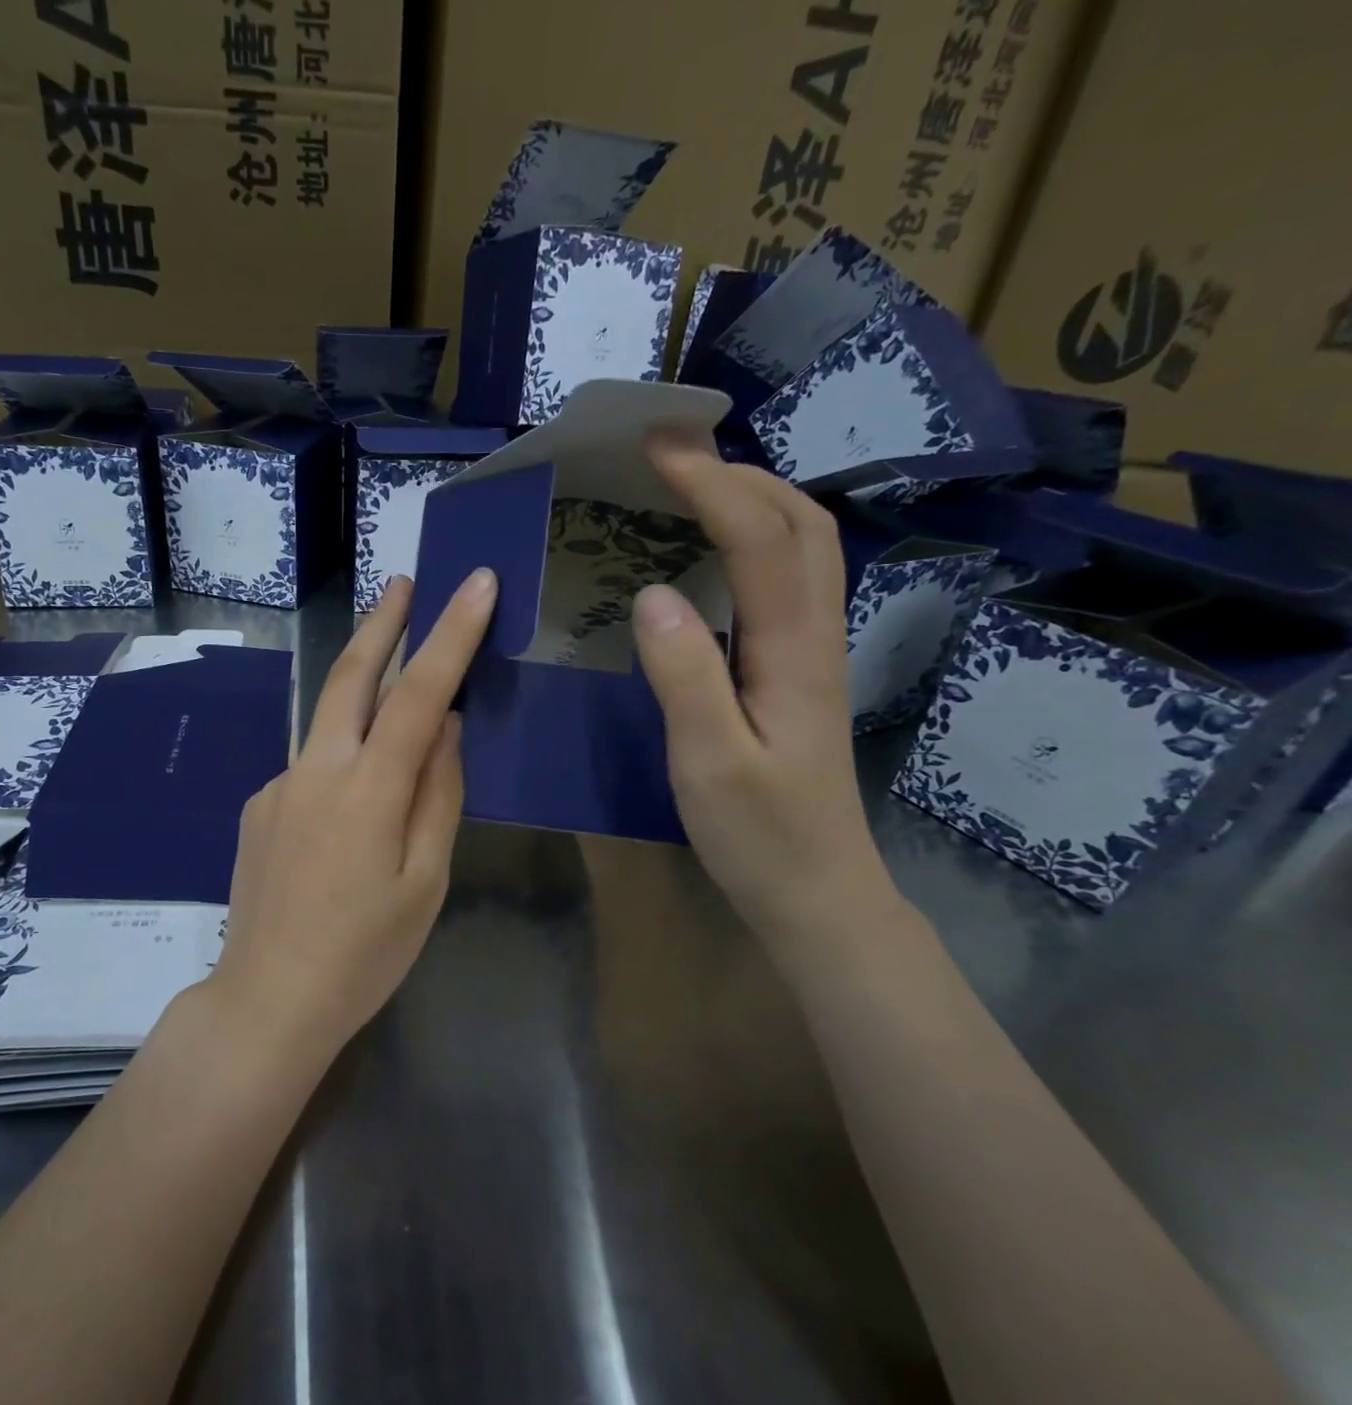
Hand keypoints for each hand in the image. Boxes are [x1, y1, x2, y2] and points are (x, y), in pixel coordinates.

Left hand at [211, 569, 497, 1050]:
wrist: (266, 999)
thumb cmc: (365, 953)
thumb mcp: (425, 881)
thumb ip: (437, 795)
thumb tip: (446, 727)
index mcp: (368, 792)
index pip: (417, 694)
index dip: (450, 635)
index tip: (474, 584)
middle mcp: (316, 770)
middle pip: (350, 676)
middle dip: (382, 623)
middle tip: (404, 582)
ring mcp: (279, 784)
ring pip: (328, 719)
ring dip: (361, 684)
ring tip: (391, 673)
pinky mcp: (258, 804)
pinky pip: (312, 766)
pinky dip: (341, 760)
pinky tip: (348, 812)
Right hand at [631, 444, 898, 937]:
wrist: (819, 893)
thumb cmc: (761, 835)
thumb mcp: (710, 762)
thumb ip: (685, 676)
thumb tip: (651, 593)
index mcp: (793, 652)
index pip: (761, 539)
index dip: (711, 484)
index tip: (656, 447)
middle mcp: (816, 636)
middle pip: (802, 523)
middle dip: (740, 471)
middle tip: (672, 452)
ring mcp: (815, 653)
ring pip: (805, 547)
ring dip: (755, 497)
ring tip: (690, 484)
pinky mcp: (800, 672)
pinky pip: (787, 580)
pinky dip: (754, 539)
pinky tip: (711, 554)